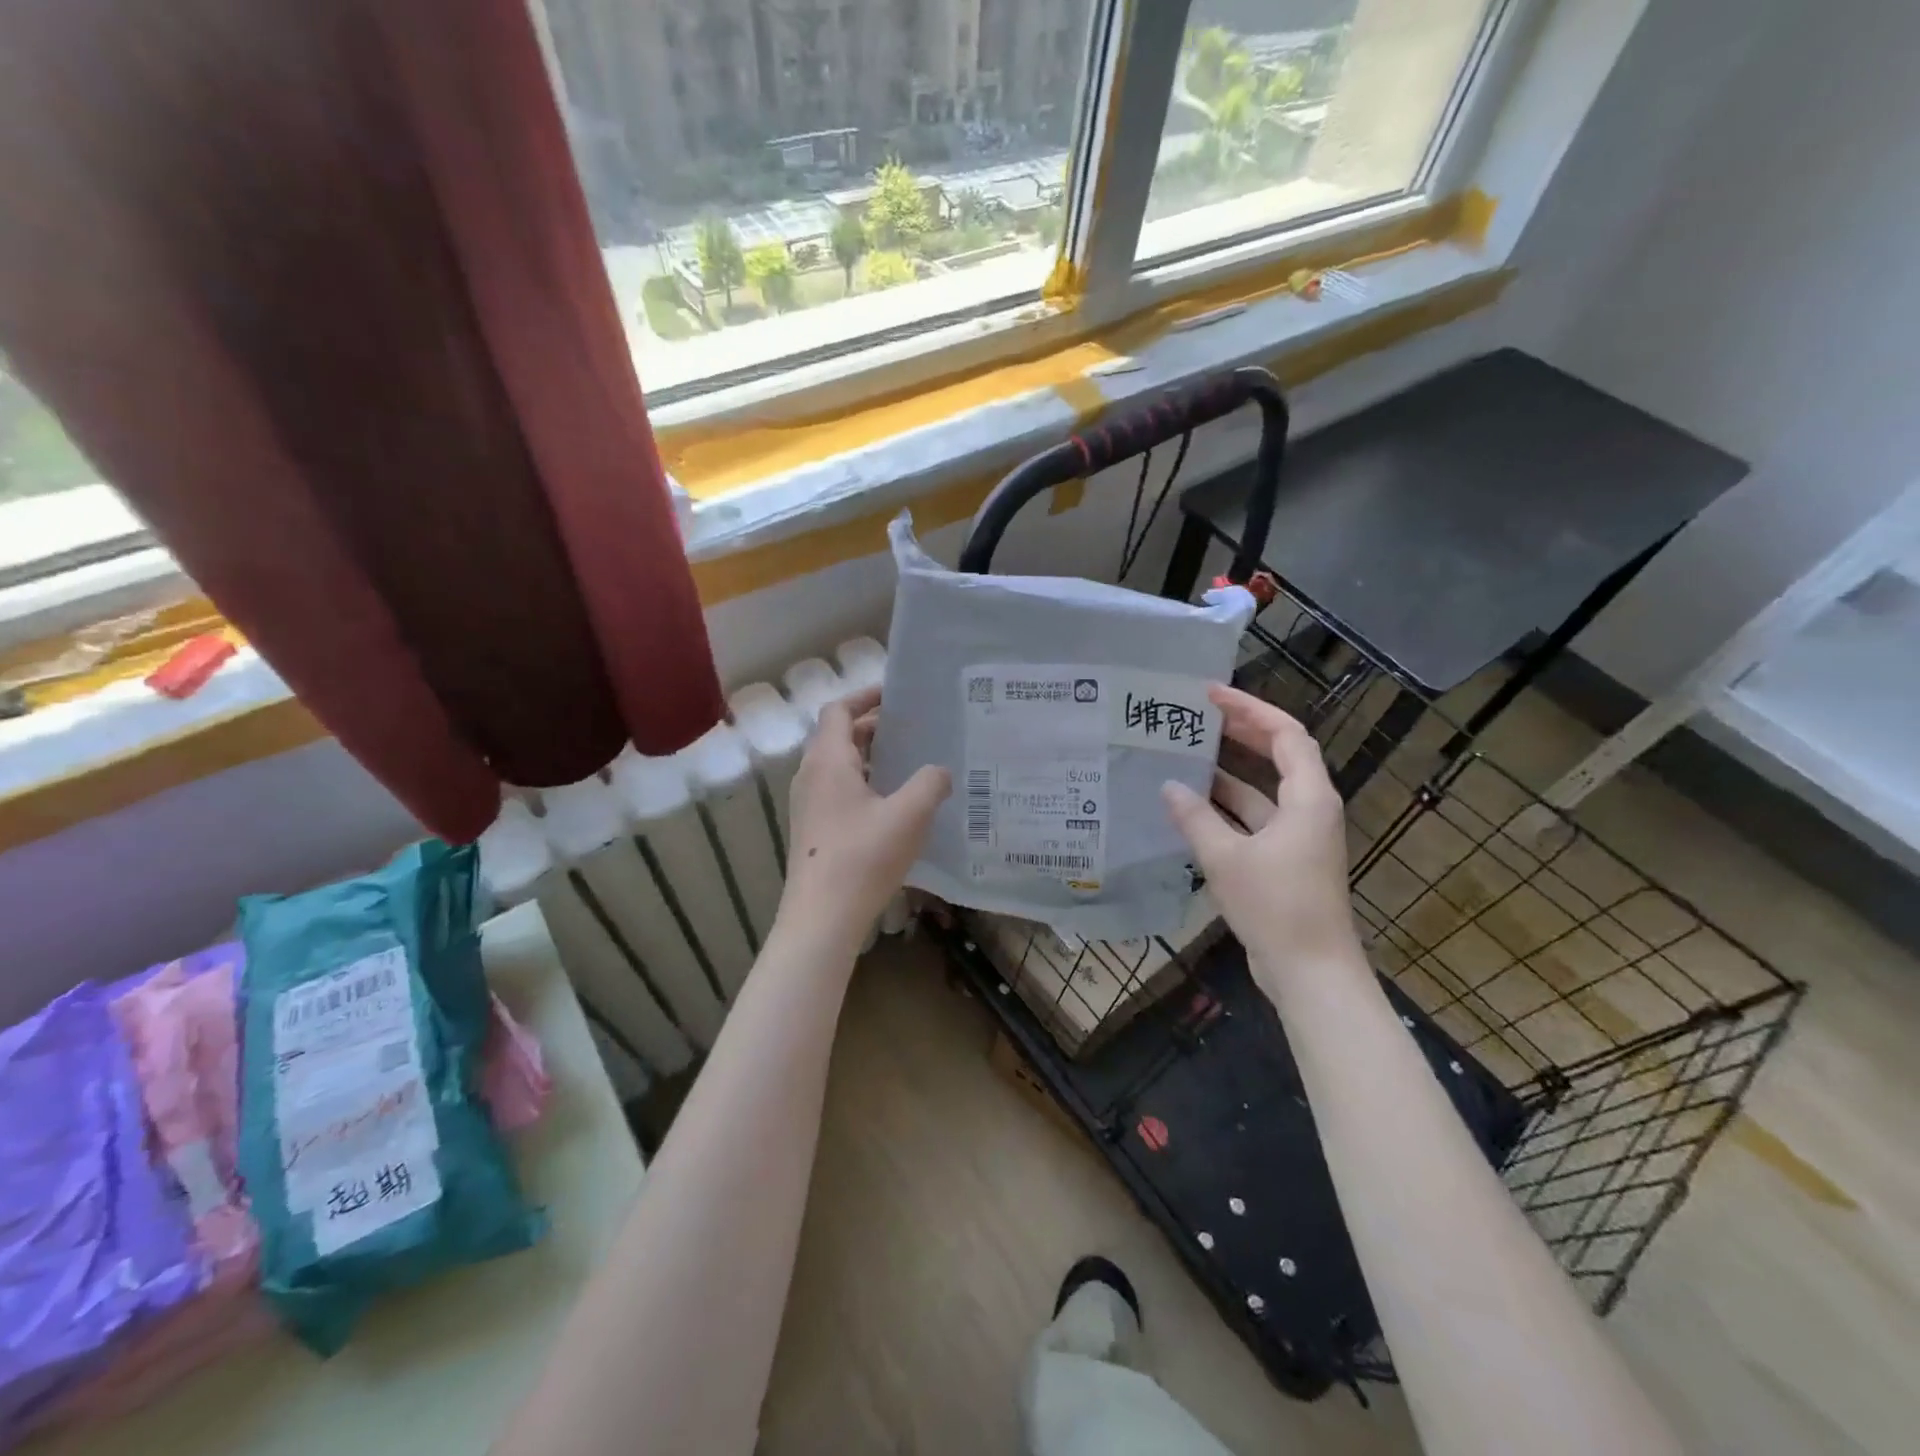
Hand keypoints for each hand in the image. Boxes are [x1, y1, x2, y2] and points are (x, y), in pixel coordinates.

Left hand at [779, 685, 950, 935]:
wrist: (821, 918)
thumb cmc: (863, 857)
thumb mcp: (910, 815)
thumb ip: (930, 783)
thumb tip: (940, 771)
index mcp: (828, 761)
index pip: (838, 710)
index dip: (865, 696)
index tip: (896, 695)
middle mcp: (811, 776)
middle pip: (838, 736)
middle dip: (873, 727)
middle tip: (911, 730)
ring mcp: (808, 805)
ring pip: (838, 767)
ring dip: (869, 758)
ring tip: (907, 764)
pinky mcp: (813, 830)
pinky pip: (837, 792)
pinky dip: (863, 784)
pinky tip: (892, 806)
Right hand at [1161, 685, 1359, 994]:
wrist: (1311, 972)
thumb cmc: (1276, 906)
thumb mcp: (1226, 858)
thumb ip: (1195, 819)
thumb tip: (1169, 786)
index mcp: (1308, 798)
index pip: (1285, 734)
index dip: (1250, 709)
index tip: (1211, 695)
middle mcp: (1309, 809)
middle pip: (1279, 755)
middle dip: (1241, 732)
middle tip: (1198, 716)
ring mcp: (1299, 837)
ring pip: (1264, 790)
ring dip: (1230, 772)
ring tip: (1187, 754)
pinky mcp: (1286, 861)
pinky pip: (1256, 819)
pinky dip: (1228, 808)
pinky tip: (1193, 806)